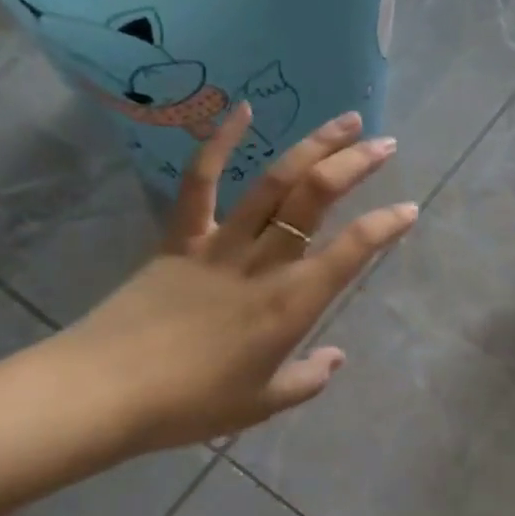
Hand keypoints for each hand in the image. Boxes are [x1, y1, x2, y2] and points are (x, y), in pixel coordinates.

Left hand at [52, 106, 416, 456]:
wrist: (105, 392)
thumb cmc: (190, 405)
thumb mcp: (261, 404)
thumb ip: (307, 380)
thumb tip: (336, 358)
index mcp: (291, 304)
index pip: (352, 251)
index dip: (386, 226)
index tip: (409, 209)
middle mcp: (264, 263)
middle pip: (316, 198)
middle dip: (356, 165)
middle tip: (384, 143)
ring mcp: (220, 244)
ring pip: (274, 183)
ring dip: (313, 146)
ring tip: (345, 121)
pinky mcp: (180, 237)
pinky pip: (200, 183)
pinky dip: (219, 144)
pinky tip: (243, 110)